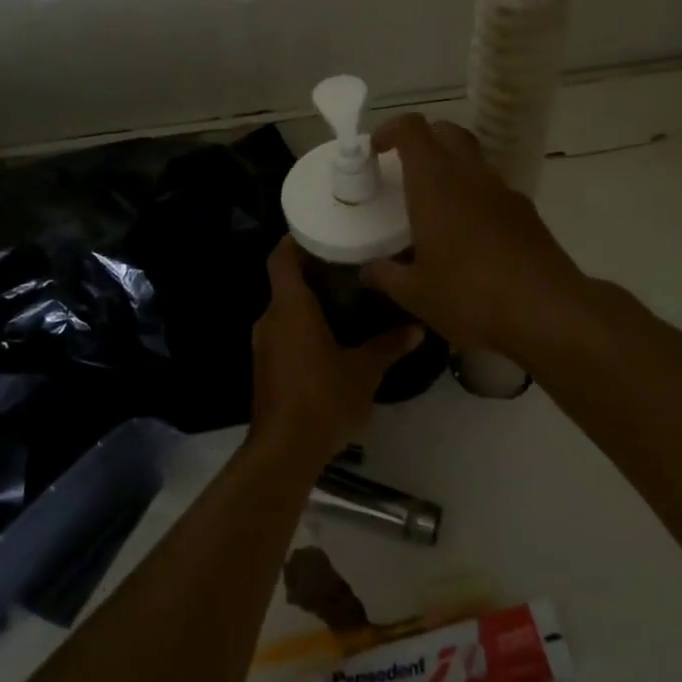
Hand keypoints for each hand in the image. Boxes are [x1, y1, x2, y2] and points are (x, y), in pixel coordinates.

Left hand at [252, 237, 421, 466]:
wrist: (285, 450)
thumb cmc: (323, 398)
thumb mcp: (365, 370)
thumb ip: (389, 344)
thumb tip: (417, 327)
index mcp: (290, 308)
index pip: (282, 257)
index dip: (296, 240)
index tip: (323, 231)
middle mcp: (270, 319)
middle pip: (286, 282)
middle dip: (314, 271)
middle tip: (350, 264)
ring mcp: (264, 344)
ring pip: (286, 309)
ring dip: (311, 302)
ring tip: (349, 298)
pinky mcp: (266, 366)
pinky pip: (285, 332)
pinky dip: (305, 326)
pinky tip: (334, 336)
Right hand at [360, 115, 582, 356]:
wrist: (546, 311)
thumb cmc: (469, 296)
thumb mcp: (415, 294)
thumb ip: (385, 276)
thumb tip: (367, 271)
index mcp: (435, 184)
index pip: (412, 129)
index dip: (390, 130)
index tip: (376, 150)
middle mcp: (470, 175)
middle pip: (446, 132)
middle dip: (423, 140)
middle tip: (404, 169)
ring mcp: (503, 191)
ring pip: (473, 159)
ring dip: (450, 168)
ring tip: (434, 206)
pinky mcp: (526, 212)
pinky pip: (492, 189)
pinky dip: (474, 196)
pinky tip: (468, 235)